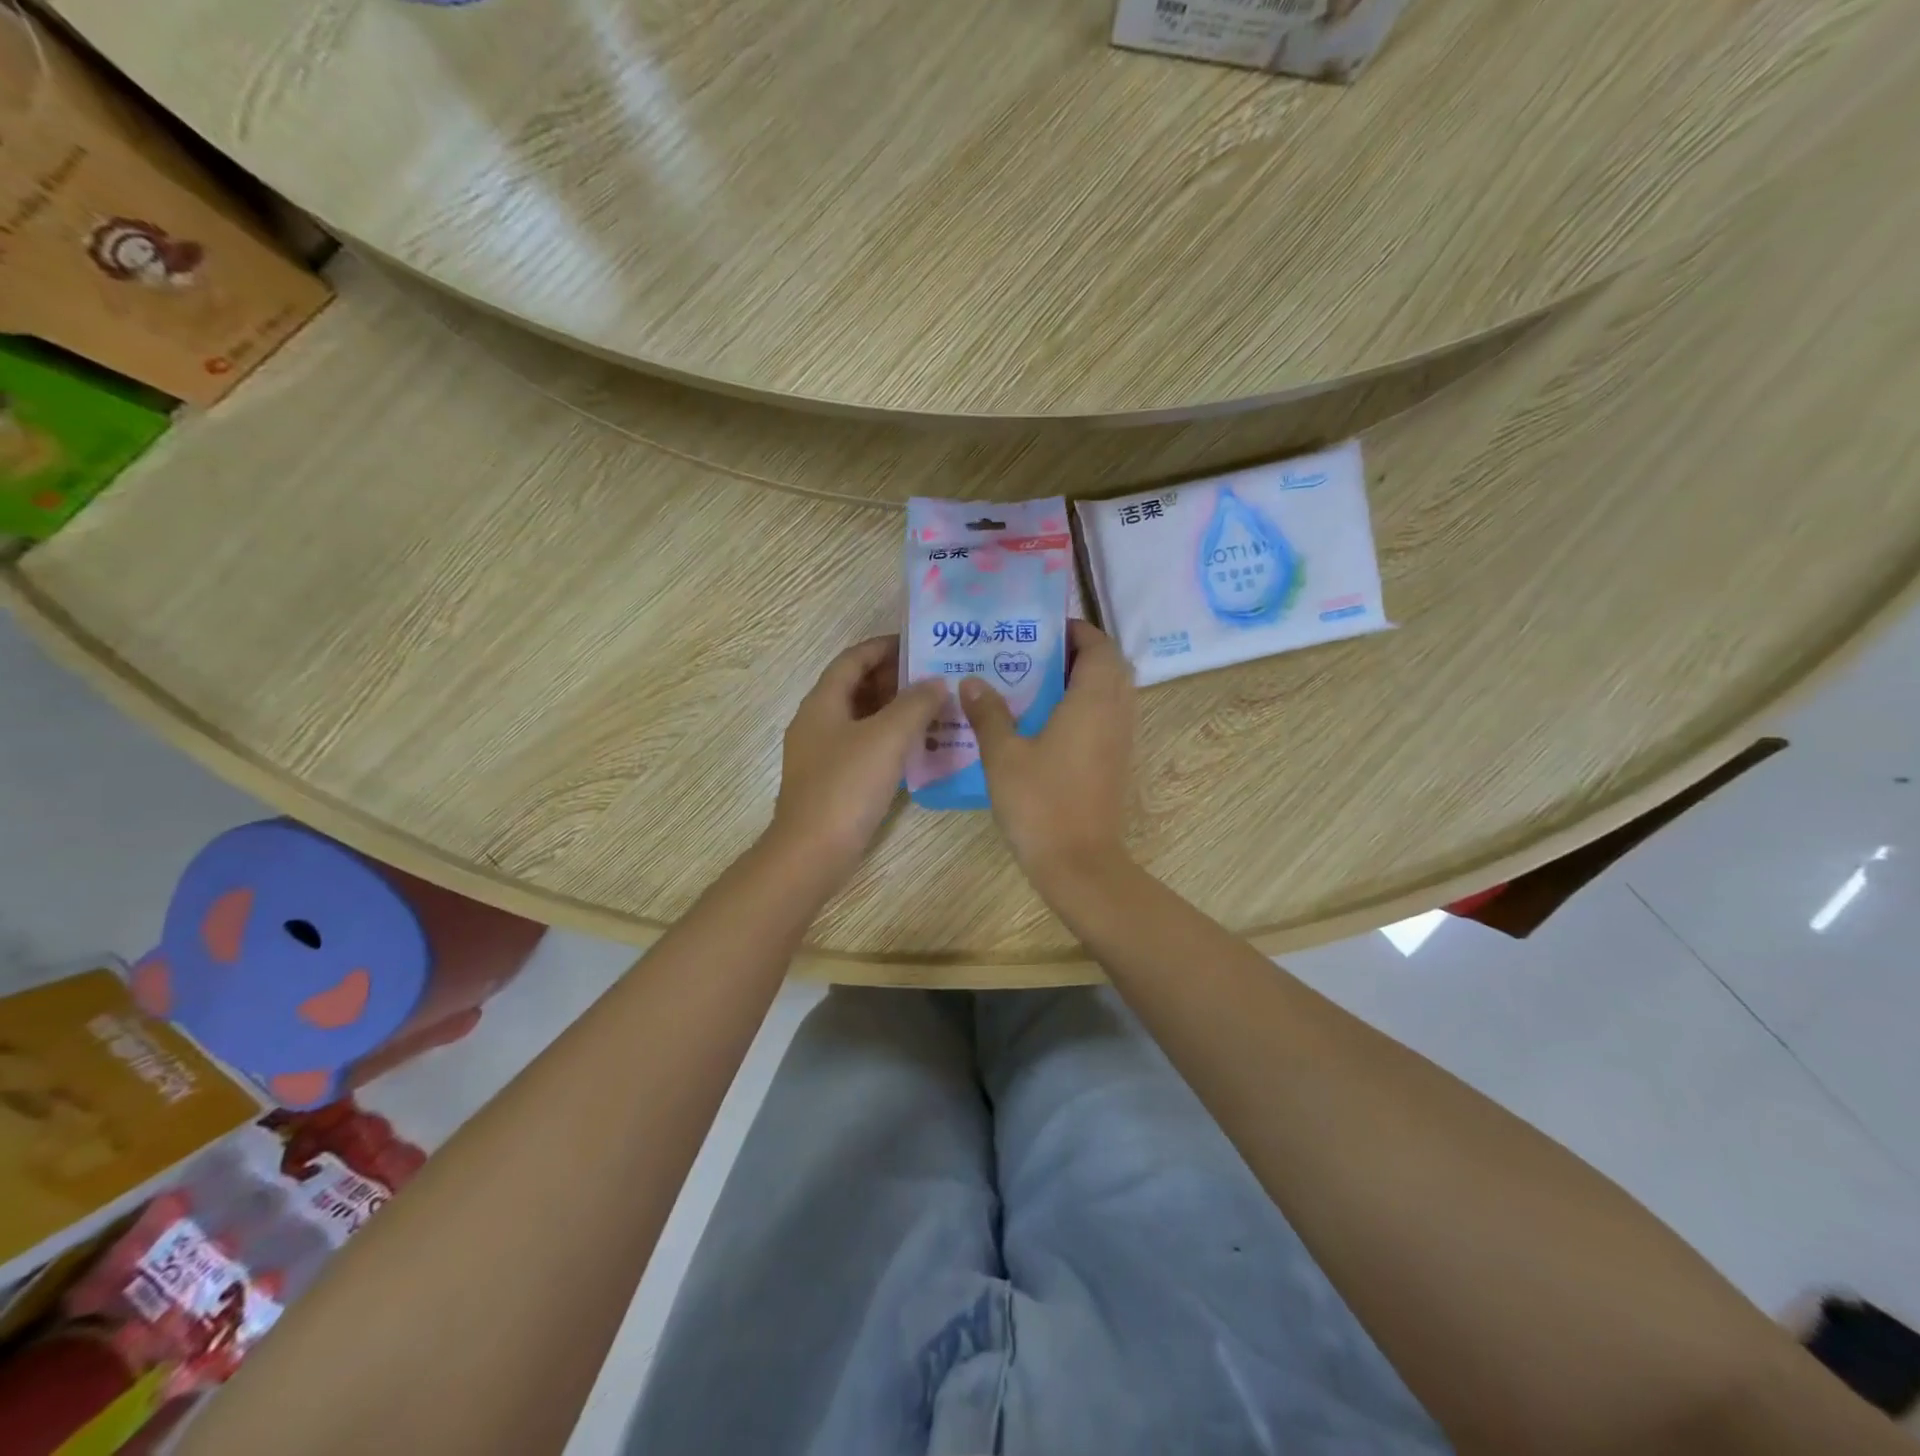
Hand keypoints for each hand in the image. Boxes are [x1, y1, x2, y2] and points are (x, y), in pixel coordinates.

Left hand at [766, 635, 945, 886]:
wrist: (812, 851)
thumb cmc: (847, 786)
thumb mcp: (888, 737)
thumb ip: (915, 704)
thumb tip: (936, 682)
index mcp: (823, 702)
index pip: (853, 659)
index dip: (884, 647)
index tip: (919, 645)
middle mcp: (817, 721)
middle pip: (856, 686)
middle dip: (894, 678)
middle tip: (935, 677)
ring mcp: (822, 753)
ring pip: (861, 718)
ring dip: (894, 709)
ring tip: (934, 708)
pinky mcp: (832, 780)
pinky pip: (863, 745)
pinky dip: (888, 738)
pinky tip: (917, 747)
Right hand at [961, 620, 1136, 887]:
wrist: (1079, 863)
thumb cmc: (1041, 802)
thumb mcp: (1004, 755)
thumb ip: (989, 713)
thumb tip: (972, 681)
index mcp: (1093, 700)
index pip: (1098, 646)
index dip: (1076, 631)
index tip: (1042, 629)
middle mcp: (1116, 712)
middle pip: (1110, 665)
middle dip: (1079, 652)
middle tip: (1036, 655)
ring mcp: (1121, 740)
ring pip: (1112, 692)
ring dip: (1085, 679)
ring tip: (1039, 682)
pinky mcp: (1117, 762)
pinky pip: (1109, 717)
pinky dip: (1087, 706)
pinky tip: (1049, 722)